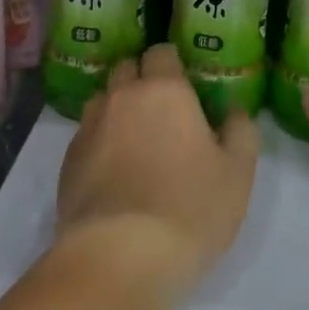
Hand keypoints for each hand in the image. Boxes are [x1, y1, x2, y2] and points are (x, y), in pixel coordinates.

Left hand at [56, 44, 259, 302]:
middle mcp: (120, 98)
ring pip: (103, 101)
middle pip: (127, 69)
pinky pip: (86, 136)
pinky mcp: (67, 161)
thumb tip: (233, 111)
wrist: (119, 256)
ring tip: (136, 141)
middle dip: (142, 80)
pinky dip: (100, 142)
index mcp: (163, 90)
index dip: (173, 65)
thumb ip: (240, 132)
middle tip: (164, 112)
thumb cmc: (189, 208)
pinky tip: (114, 172)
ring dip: (118, 109)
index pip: (161, 53)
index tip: (187, 87)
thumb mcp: (237, 173)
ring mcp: (88, 128)